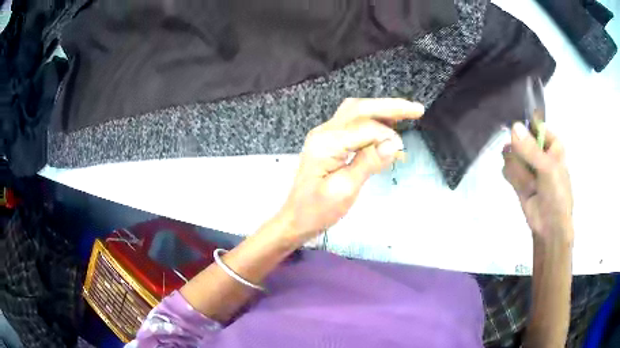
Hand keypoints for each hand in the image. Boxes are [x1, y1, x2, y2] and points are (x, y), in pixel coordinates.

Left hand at [277, 98, 424, 243]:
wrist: (296, 218)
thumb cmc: (318, 210)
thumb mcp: (345, 190)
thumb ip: (368, 162)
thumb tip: (394, 143)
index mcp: (326, 143)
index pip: (364, 128)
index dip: (386, 135)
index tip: (401, 150)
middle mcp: (324, 132)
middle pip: (360, 108)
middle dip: (389, 106)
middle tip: (416, 109)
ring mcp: (325, 135)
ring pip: (356, 112)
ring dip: (381, 111)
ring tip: (406, 113)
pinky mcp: (329, 142)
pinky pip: (352, 124)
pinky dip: (372, 122)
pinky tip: (387, 125)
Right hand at [502, 122, 573, 242]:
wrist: (549, 227)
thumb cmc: (556, 195)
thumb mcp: (548, 169)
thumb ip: (531, 149)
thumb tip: (514, 126)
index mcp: (551, 143)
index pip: (534, 125)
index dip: (524, 127)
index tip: (516, 135)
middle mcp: (538, 150)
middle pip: (518, 138)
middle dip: (520, 155)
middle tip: (529, 169)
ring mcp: (527, 164)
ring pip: (511, 154)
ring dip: (519, 171)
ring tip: (530, 185)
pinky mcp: (518, 177)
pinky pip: (507, 168)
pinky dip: (512, 178)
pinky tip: (522, 189)